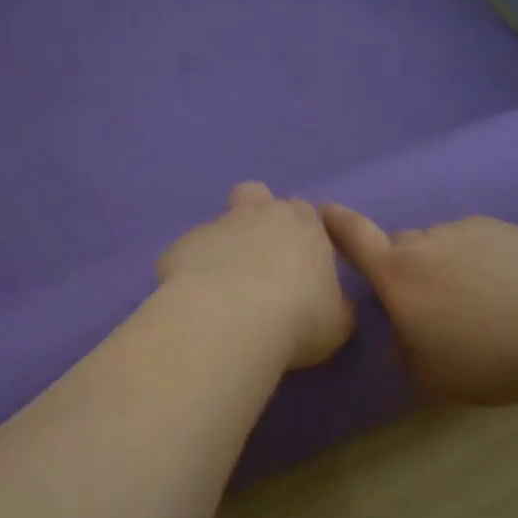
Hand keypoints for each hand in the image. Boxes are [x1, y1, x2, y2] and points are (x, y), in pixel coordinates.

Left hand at [158, 183, 354, 369]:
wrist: (228, 321)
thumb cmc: (297, 317)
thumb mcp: (339, 322)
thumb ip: (337, 304)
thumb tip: (331, 304)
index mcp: (303, 224)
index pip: (306, 212)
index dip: (303, 234)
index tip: (302, 264)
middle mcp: (257, 214)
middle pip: (255, 195)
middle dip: (256, 216)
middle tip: (259, 259)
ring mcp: (213, 227)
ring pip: (217, 225)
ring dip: (221, 248)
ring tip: (222, 291)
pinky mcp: (178, 248)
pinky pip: (187, 256)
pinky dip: (191, 273)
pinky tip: (196, 304)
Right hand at [321, 204, 517, 404]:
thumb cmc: (484, 356)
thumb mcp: (430, 376)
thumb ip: (404, 353)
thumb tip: (401, 338)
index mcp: (397, 275)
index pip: (354, 238)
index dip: (336, 223)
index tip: (325, 209)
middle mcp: (425, 243)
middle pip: (402, 246)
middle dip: (407, 268)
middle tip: (432, 304)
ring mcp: (465, 230)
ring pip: (442, 244)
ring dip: (447, 265)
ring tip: (480, 301)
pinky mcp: (503, 228)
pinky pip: (477, 241)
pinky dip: (481, 260)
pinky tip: (508, 289)